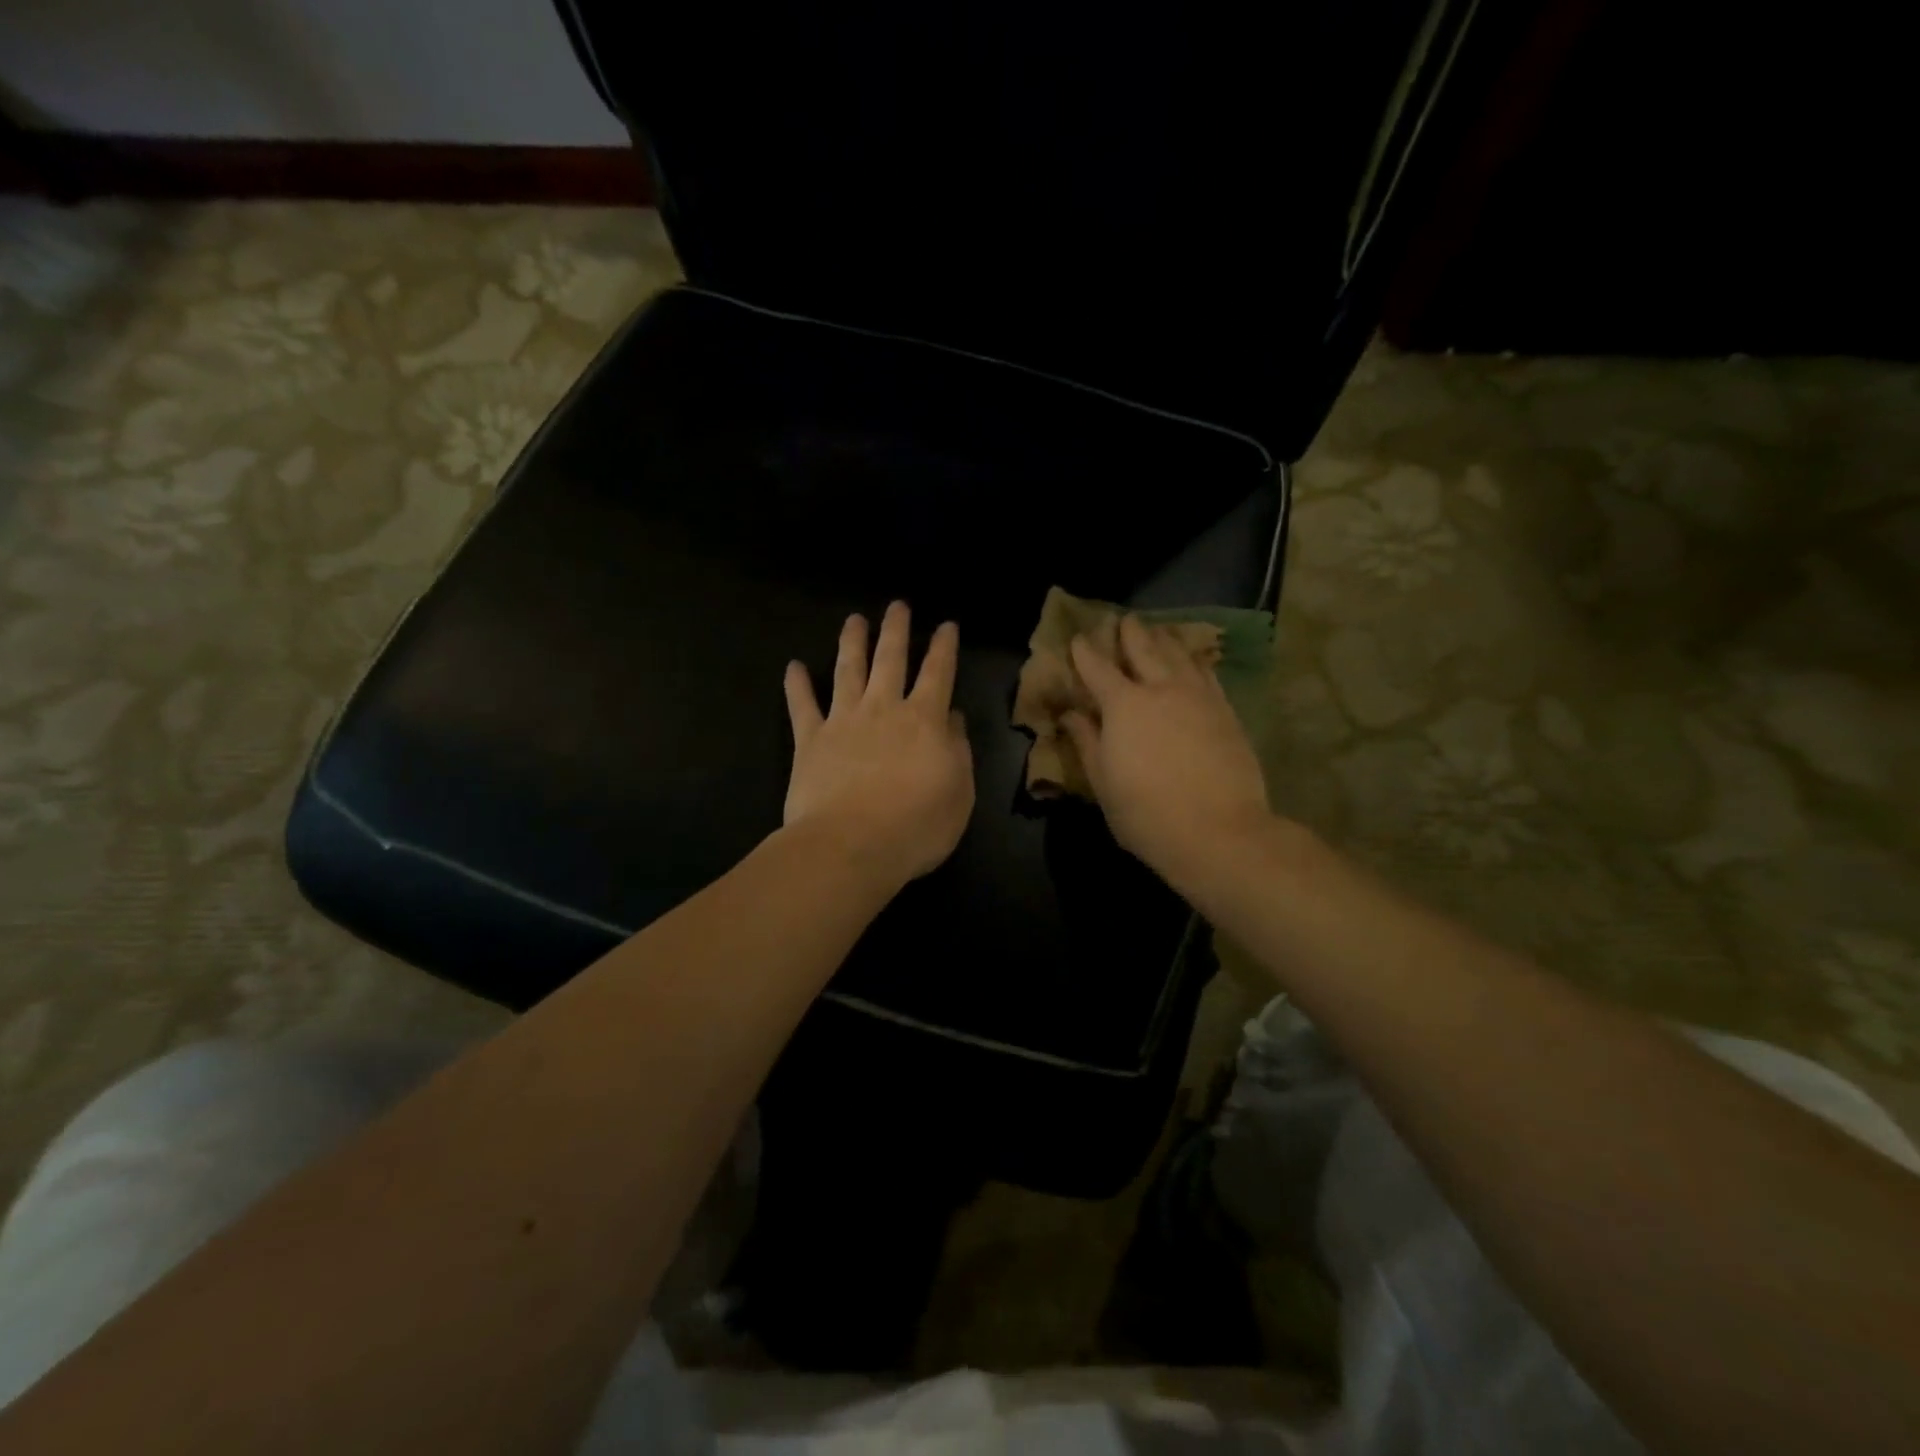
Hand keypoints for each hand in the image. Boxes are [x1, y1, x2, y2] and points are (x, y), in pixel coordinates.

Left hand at [783, 602, 974, 888]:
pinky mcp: (810, 741)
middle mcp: (884, 709)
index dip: (944, 648)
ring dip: (852, 643)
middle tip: (897, 605)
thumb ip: (958, 751)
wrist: (850, 846)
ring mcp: (843, 721)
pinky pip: (802, 706)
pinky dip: (797, 685)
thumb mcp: (959, 793)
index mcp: (925, 721)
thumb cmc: (915, 827)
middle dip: (895, 630)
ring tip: (854, 620)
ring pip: (848, 671)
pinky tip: (793, 666)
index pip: (938, 674)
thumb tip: (951, 719)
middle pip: (891, 659)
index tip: (946, 625)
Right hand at [1063, 615, 1273, 888]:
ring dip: (1165, 639)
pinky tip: (1194, 661)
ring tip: (1158, 631)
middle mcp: (1161, 689)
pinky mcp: (1226, 711)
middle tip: (1123, 619)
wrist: (1219, 832)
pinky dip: (1195, 661)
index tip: (1078, 638)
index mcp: (1123, 705)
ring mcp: (1199, 697)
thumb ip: (1087, 741)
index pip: (1097, 668)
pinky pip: (1207, 674)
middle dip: (1130, 633)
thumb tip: (1072, 714)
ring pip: (1180, 655)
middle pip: (1143, 649)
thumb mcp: (1103, 782)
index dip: (1085, 652)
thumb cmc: (1146, 813)